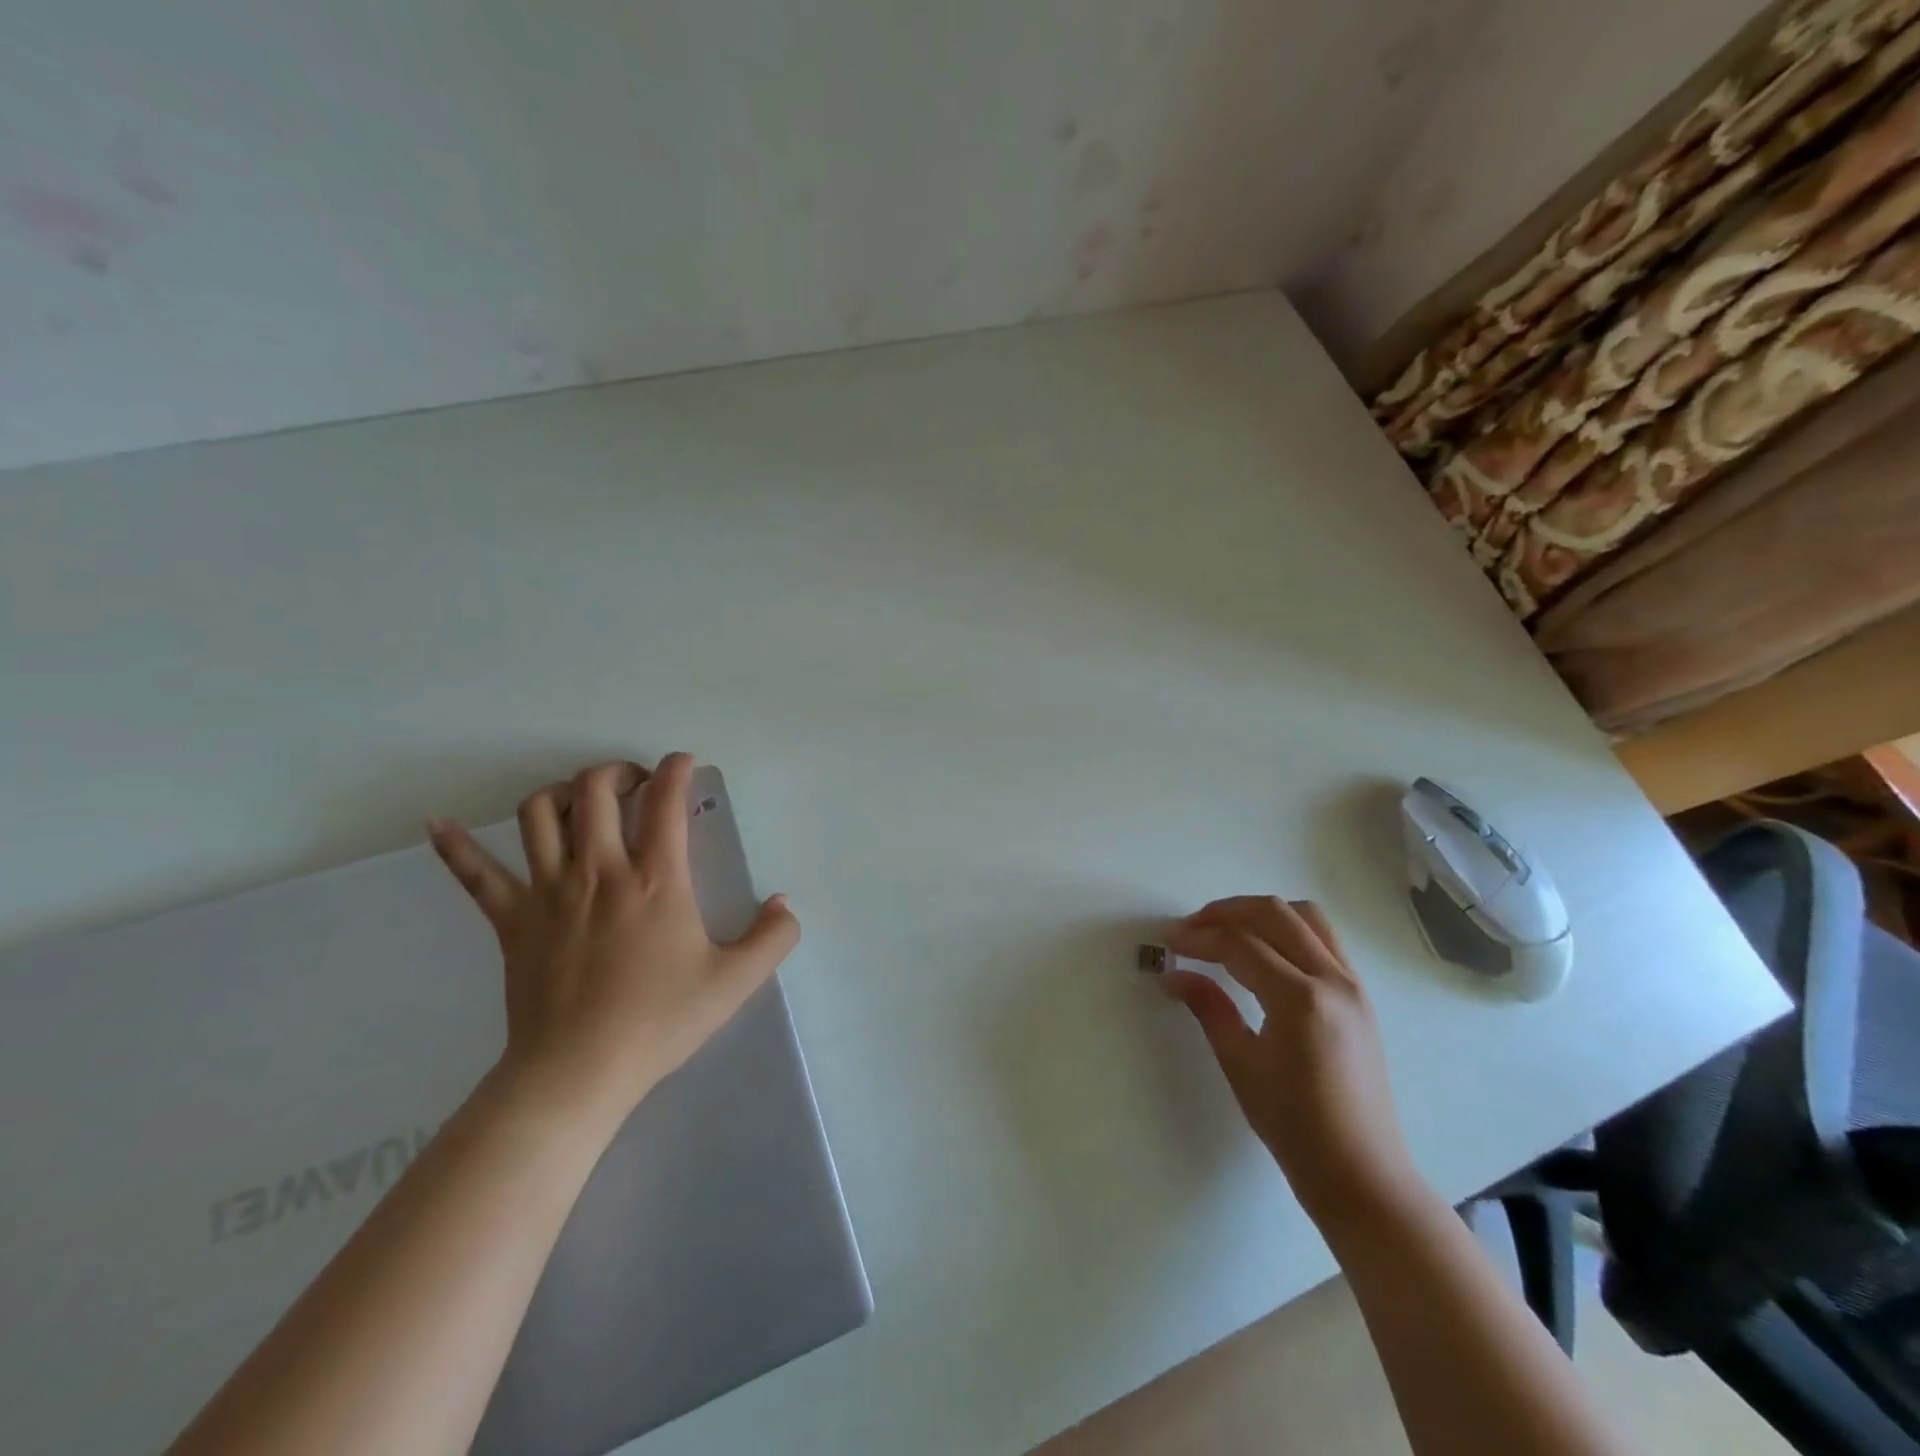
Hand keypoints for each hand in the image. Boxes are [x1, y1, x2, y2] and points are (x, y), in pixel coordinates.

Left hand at [428, 754, 799, 1129]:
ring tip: (581, 800)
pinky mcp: (510, 919)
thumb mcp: (736, 981)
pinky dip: (455, 845)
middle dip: (619, 771)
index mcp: (656, 879)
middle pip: (597, 790)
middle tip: (637, 782)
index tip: (684, 762)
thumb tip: (783, 902)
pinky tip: (438, 823)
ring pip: (540, 814)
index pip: (666, 801)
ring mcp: (548, 891)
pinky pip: (475, 873)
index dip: (677, 770)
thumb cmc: (659, 1021)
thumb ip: (773, 937)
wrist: (577, 1072)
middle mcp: (600, 869)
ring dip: (561, 792)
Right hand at [1163, 896, 1418, 1223]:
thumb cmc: (1294, 1126)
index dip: (1198, 938)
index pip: (1239, 945)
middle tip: (1191, 928)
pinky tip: (1262, 951)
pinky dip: (1287, 929)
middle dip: (1225, 911)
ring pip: (1305, 916)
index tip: (1168, 942)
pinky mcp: (1360, 995)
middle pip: (1274, 914)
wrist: (1362, 1174)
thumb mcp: (1240, 1064)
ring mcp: (1353, 984)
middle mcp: (1333, 980)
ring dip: (1260, 913)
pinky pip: (1323, 938)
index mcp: (1300, 1000)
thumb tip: (1173, 975)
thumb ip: (1208, 1007)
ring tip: (1226, 930)